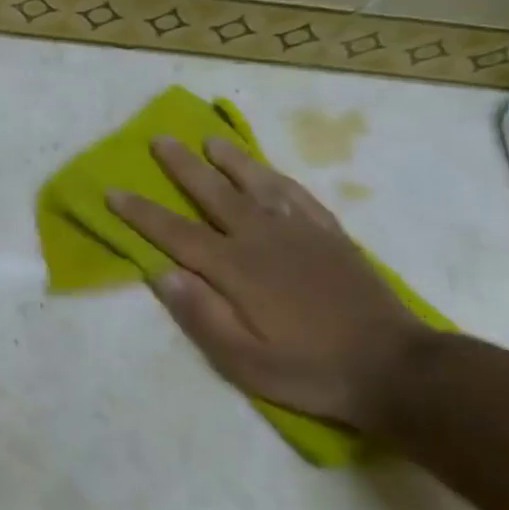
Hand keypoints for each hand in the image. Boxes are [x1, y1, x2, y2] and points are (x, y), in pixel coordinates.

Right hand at [107, 137, 425, 432]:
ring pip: (258, 184)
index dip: (142, 213)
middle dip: (183, 167)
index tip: (113, 191)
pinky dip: (277, 178)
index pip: (176, 233)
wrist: (395, 368)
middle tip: (160, 139)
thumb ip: (200, 315)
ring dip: (231, 160)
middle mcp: (263, 238)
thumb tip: (161, 273)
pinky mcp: (331, 236)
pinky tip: (268, 173)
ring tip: (211, 140)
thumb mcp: (244, 361)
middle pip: (214, 193)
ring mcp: (301, 232)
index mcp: (236, 269)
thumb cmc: (310, 371)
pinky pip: (298, 195)